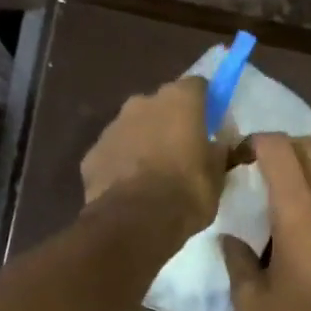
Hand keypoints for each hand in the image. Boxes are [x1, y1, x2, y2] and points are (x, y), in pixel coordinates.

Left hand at [80, 77, 224, 234]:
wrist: (134, 222)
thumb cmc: (186, 194)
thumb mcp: (217, 177)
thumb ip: (218, 153)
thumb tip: (219, 144)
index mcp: (179, 100)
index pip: (198, 87)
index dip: (205, 106)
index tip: (210, 128)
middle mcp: (142, 102)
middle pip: (161, 106)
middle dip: (170, 125)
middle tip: (180, 155)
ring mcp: (112, 127)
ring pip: (133, 129)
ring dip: (143, 144)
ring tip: (152, 178)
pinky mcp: (92, 154)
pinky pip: (113, 154)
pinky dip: (121, 166)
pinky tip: (129, 191)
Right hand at [220, 134, 310, 310]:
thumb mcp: (253, 299)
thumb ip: (236, 260)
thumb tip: (229, 240)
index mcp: (298, 210)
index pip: (277, 147)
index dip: (252, 142)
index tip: (234, 161)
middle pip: (308, 146)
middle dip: (279, 148)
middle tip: (255, 171)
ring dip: (302, 170)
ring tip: (279, 196)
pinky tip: (307, 224)